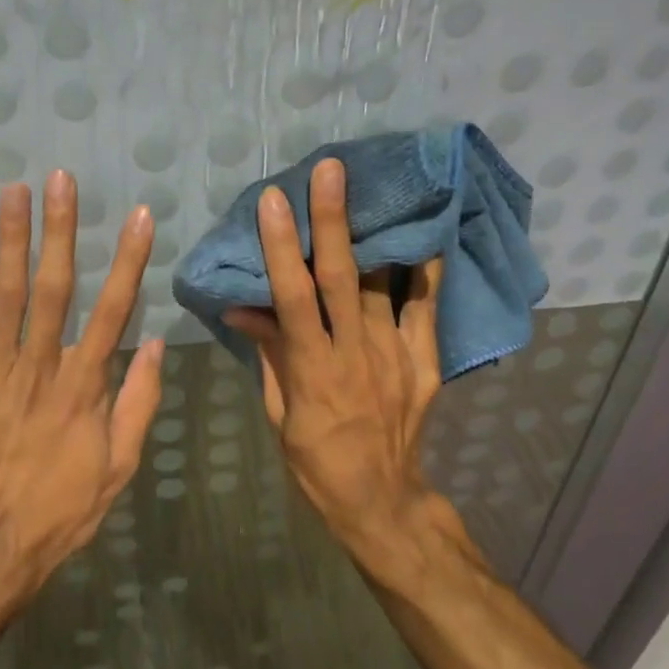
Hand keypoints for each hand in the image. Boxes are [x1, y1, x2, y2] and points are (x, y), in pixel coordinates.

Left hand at [0, 171, 163, 628]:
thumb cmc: (62, 509)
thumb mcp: (119, 466)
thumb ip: (139, 402)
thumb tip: (157, 344)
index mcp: (84, 386)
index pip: (113, 310)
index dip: (128, 261)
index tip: (138, 216)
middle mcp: (40, 365)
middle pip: (53, 287)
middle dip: (60, 229)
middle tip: (60, 178)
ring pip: (5, 294)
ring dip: (9, 239)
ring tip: (12, 190)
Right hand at [224, 158, 444, 559]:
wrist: (382, 498)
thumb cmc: (315, 460)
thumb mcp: (279, 413)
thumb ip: (268, 354)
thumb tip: (241, 305)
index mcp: (314, 370)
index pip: (294, 298)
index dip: (282, 248)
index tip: (274, 202)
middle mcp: (357, 354)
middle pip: (343, 279)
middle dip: (334, 221)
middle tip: (331, 170)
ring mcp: (397, 356)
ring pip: (386, 284)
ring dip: (376, 234)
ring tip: (375, 186)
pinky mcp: (426, 362)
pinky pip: (427, 308)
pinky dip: (426, 269)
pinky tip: (426, 232)